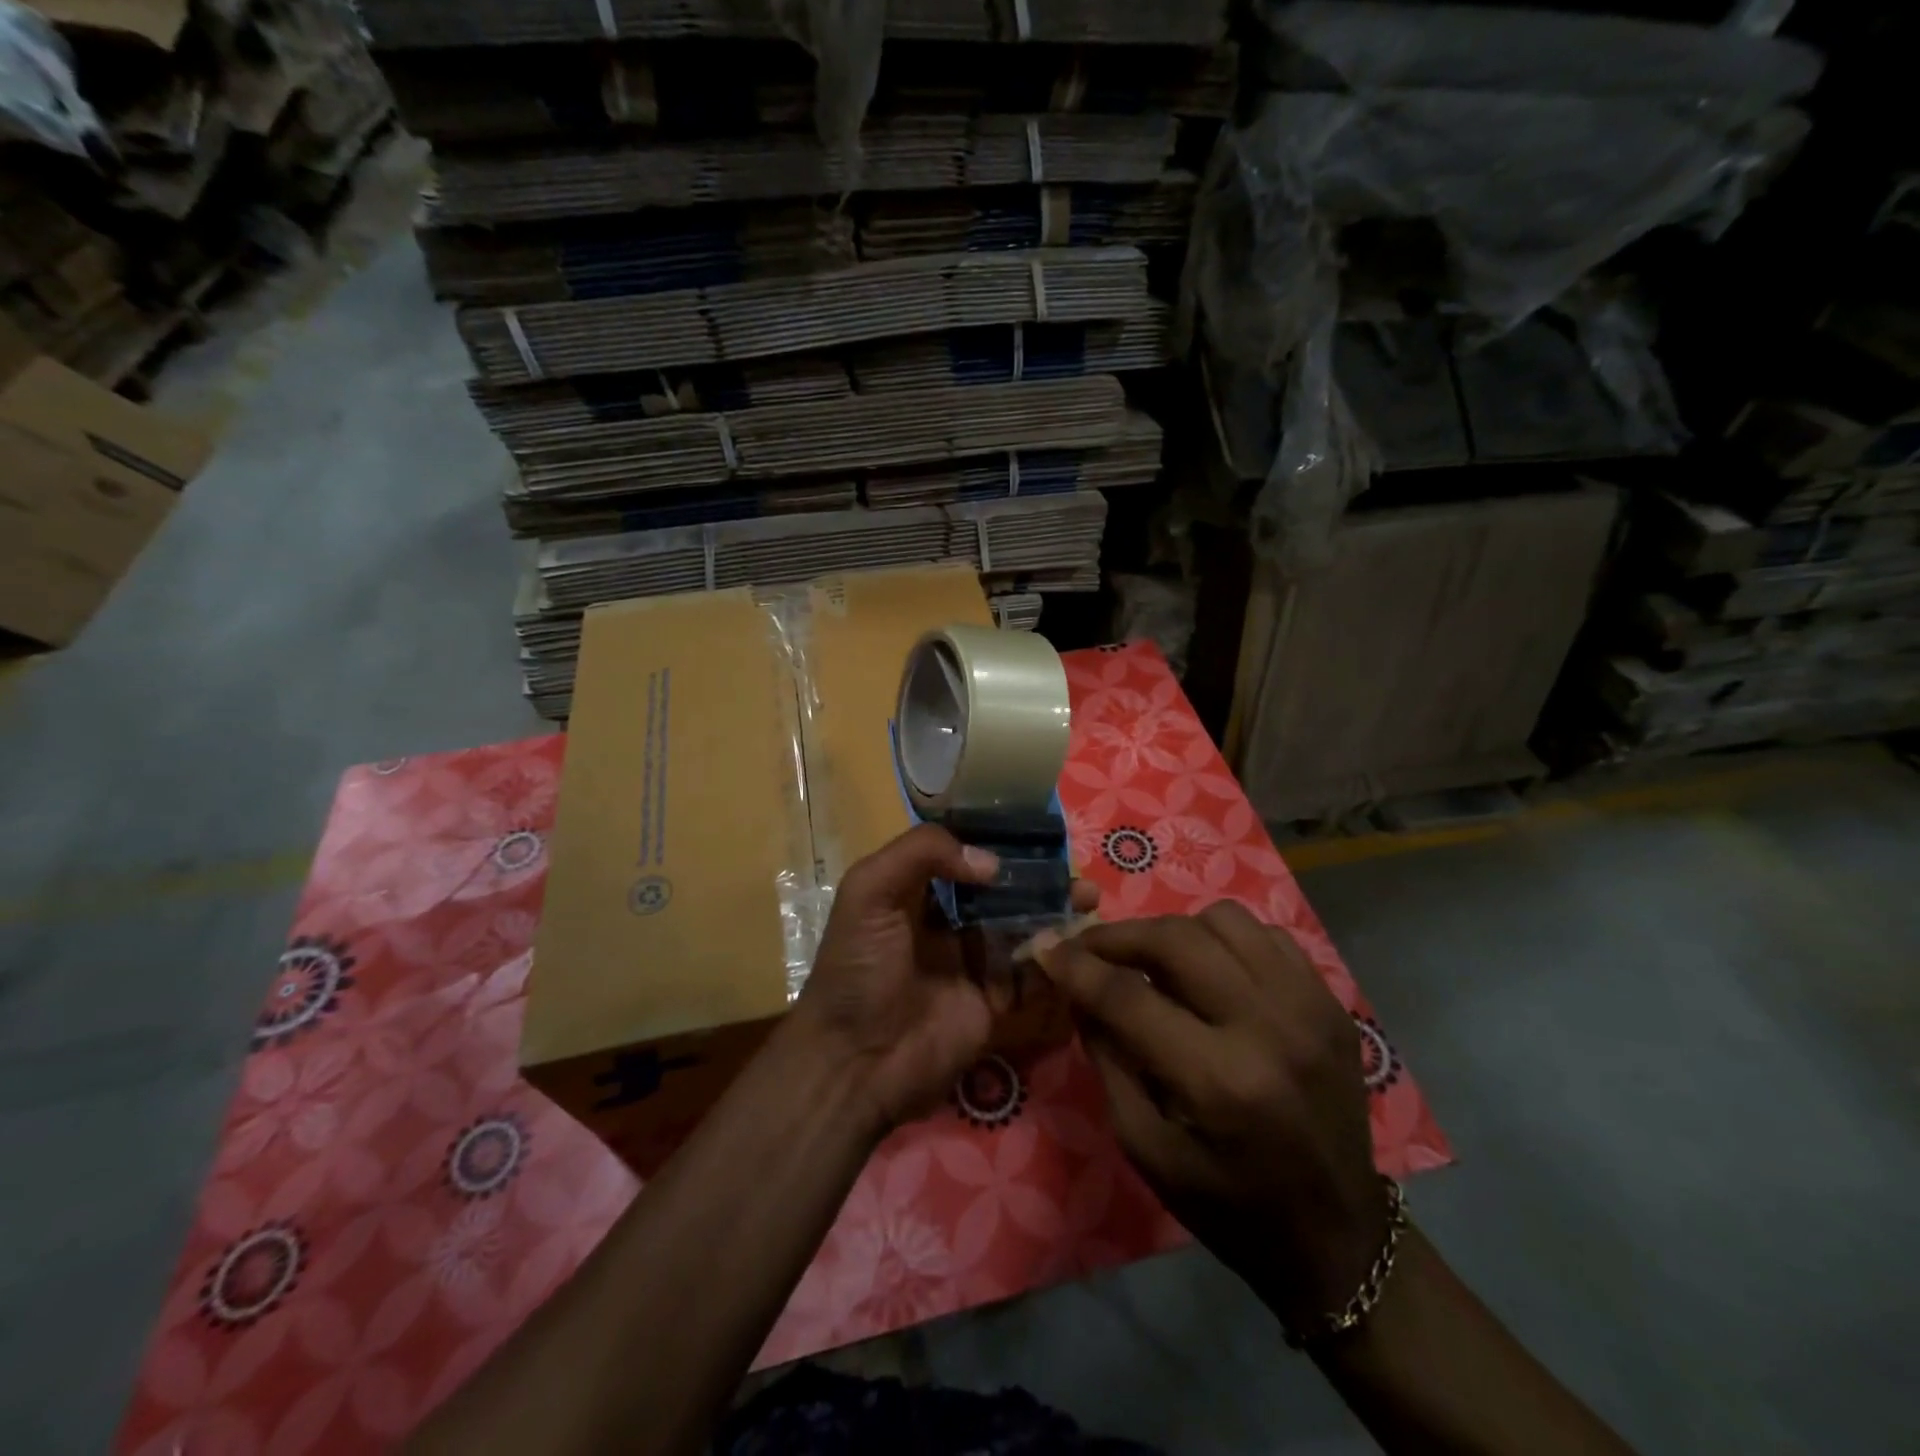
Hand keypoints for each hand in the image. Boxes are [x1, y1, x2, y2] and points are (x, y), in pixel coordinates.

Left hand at [790, 823, 1097, 1134]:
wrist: (857, 1062)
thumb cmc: (858, 968)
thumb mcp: (869, 892)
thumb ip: (921, 853)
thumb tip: (991, 863)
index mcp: (914, 891)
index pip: (961, 855)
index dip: (996, 842)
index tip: (1036, 831)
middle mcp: (947, 922)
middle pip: (1000, 891)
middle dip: (1035, 879)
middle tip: (1072, 872)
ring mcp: (972, 962)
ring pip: (1021, 928)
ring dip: (1053, 913)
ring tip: (1087, 899)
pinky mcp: (994, 1002)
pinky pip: (1030, 975)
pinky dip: (1053, 959)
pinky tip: (1076, 943)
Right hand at [1036, 901, 1386, 1332]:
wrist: (1337, 1234)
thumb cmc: (1229, 1205)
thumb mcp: (1145, 1147)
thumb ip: (1108, 1059)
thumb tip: (1077, 990)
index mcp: (1220, 1082)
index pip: (1129, 997)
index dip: (1078, 967)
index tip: (1048, 950)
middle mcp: (1270, 1029)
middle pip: (1176, 940)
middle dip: (1119, 936)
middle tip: (1090, 947)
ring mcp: (1309, 1007)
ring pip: (1224, 921)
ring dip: (1174, 932)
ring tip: (1154, 961)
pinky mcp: (1330, 1002)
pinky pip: (1266, 935)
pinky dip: (1225, 940)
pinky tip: (1209, 970)